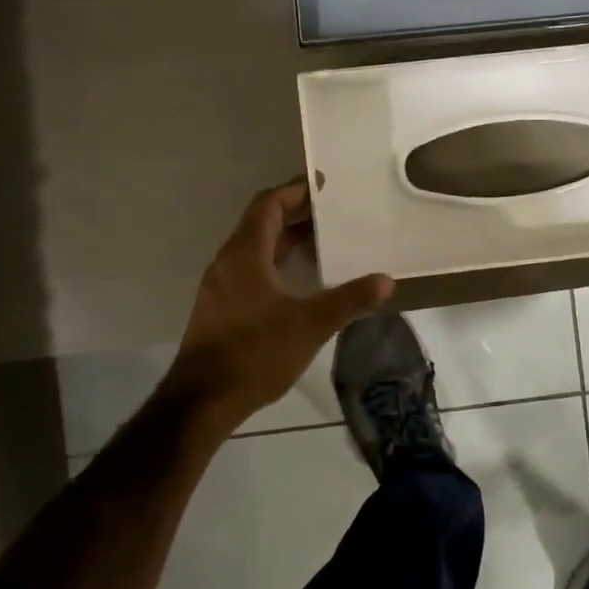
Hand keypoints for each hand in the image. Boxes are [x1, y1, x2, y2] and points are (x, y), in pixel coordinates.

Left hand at [163, 180, 392, 428]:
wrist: (202, 401)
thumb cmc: (255, 354)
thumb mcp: (310, 325)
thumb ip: (348, 300)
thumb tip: (385, 280)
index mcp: (244, 255)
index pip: (268, 205)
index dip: (295, 191)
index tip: (324, 186)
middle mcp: (228, 262)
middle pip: (261, 222)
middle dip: (296, 214)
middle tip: (333, 213)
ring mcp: (221, 286)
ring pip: (255, 247)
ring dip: (286, 239)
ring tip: (324, 240)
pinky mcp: (220, 307)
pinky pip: (250, 268)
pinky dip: (276, 261)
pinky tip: (300, 278)